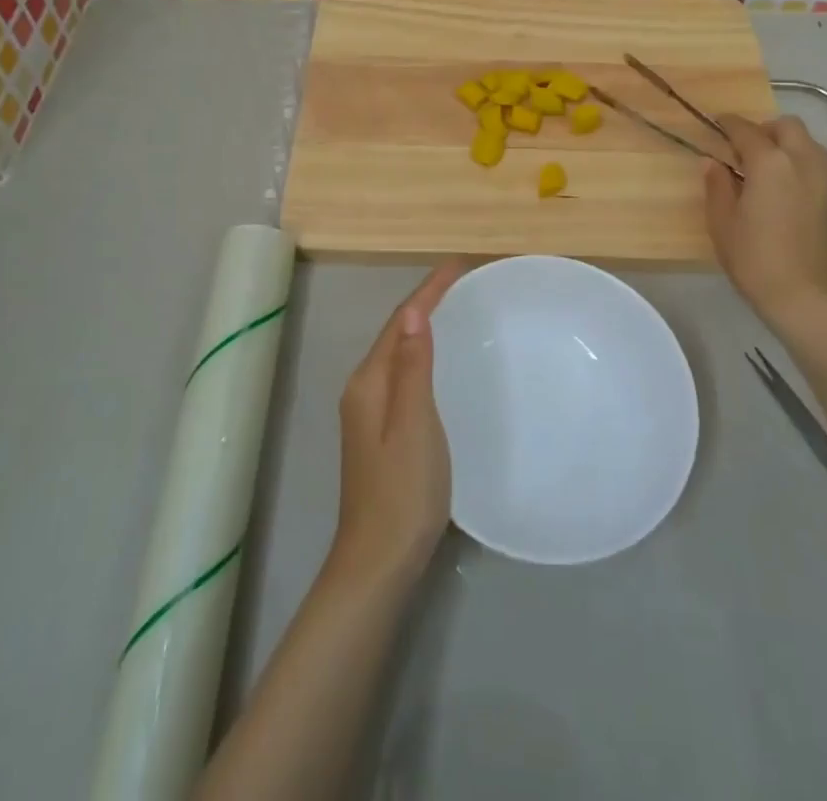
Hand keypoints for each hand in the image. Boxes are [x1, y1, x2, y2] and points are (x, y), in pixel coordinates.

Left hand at [329, 260, 465, 587]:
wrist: (378, 561)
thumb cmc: (402, 490)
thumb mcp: (414, 424)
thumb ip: (412, 367)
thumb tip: (414, 311)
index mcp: (369, 382)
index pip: (400, 321)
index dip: (428, 290)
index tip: (458, 264)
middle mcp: (363, 389)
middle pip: (396, 332)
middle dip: (426, 302)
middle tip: (463, 282)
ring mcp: (369, 412)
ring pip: (398, 354)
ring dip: (423, 326)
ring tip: (456, 308)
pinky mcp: (380, 431)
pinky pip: (403, 375)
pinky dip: (422, 355)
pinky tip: (440, 362)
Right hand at [705, 115, 826, 331]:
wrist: (802, 297)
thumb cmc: (753, 259)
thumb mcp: (721, 222)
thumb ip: (717, 185)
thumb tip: (713, 162)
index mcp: (768, 163)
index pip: (746, 130)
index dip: (729, 123)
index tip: (718, 122)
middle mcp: (803, 161)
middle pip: (787, 127)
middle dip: (766, 129)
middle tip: (747, 148)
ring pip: (814, 144)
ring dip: (793, 146)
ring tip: (778, 165)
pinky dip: (826, 168)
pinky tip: (814, 181)